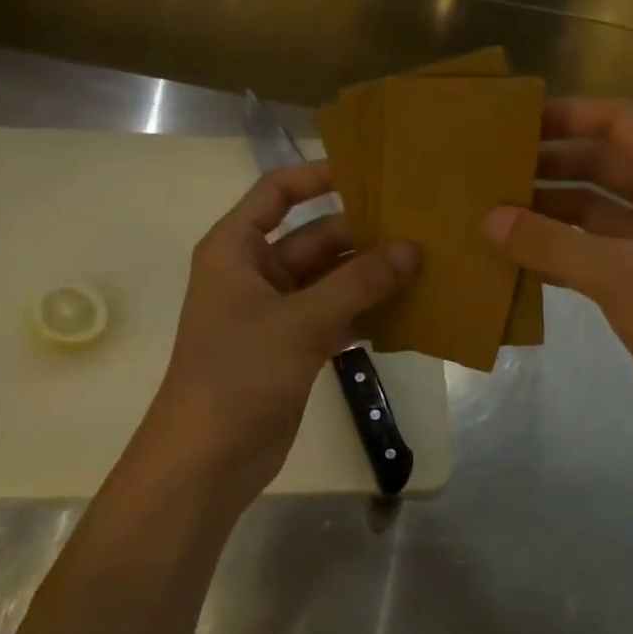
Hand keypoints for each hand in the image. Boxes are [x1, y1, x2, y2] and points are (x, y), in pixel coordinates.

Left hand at [142, 162, 417, 509]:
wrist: (206, 461)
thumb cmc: (239, 375)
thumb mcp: (300, 322)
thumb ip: (359, 283)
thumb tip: (412, 249)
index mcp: (236, 249)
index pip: (277, 192)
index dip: (318, 176)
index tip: (371, 172)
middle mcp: (255, 273)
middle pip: (315, 237)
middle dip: (363, 235)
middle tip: (421, 228)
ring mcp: (275, 312)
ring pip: (331, 280)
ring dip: (371, 276)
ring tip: (426, 265)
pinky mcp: (293, 347)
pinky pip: (336, 316)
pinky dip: (366, 314)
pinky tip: (409, 312)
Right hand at [483, 98, 632, 442]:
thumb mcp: (618, 273)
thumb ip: (551, 244)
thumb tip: (489, 220)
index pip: (619, 122)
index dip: (570, 115)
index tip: (518, 123)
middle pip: (602, 162)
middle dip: (551, 163)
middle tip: (495, 168)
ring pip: (593, 208)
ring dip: (550, 208)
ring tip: (495, 210)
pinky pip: (592, 247)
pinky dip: (558, 248)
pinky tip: (517, 255)